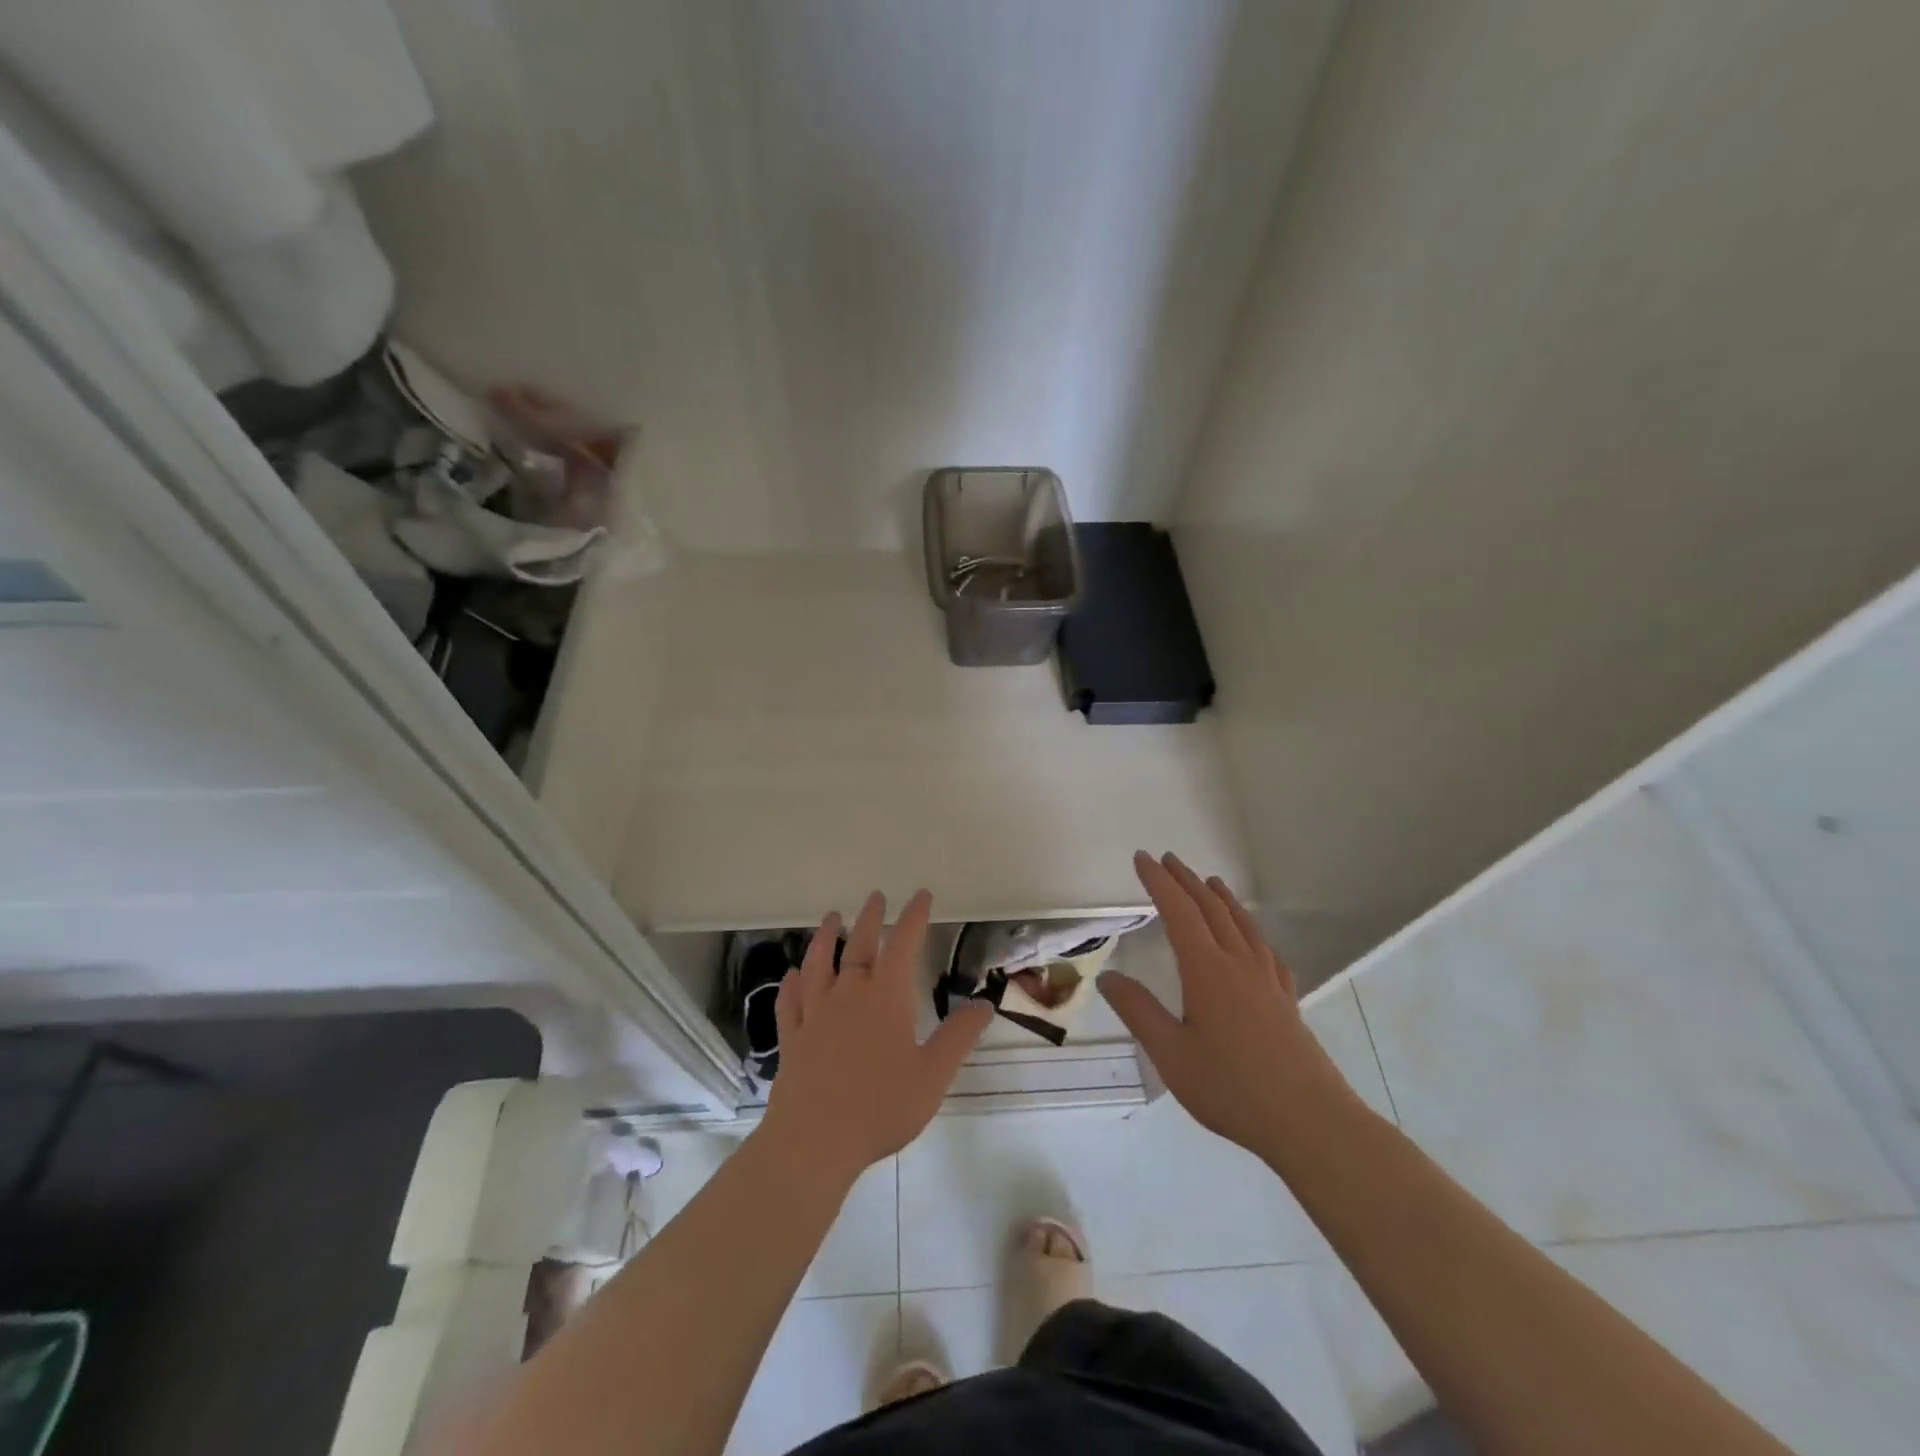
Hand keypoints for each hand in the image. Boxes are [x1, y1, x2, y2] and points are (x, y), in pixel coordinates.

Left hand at [758, 889, 993, 1181]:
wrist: (814, 1141)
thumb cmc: (880, 1107)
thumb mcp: (933, 1074)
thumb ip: (958, 1037)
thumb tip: (984, 1004)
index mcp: (886, 998)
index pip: (903, 945)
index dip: (913, 917)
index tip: (921, 895)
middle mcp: (849, 995)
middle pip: (859, 946)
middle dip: (870, 918)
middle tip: (876, 896)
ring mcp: (816, 1015)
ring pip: (819, 965)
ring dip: (825, 938)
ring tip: (831, 918)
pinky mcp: (793, 1039)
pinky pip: (790, 1002)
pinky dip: (792, 984)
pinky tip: (792, 975)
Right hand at [1099, 852, 1359, 1160]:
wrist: (1310, 1121)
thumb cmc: (1232, 1088)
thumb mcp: (1171, 1054)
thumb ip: (1138, 1011)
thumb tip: (1108, 977)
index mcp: (1207, 970)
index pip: (1178, 912)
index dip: (1159, 882)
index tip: (1142, 858)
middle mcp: (1238, 964)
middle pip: (1211, 909)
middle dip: (1187, 881)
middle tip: (1168, 860)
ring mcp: (1268, 981)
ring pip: (1242, 924)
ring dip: (1221, 898)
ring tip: (1210, 882)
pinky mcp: (1287, 1000)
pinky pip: (1266, 951)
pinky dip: (1252, 932)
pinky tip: (1254, 941)